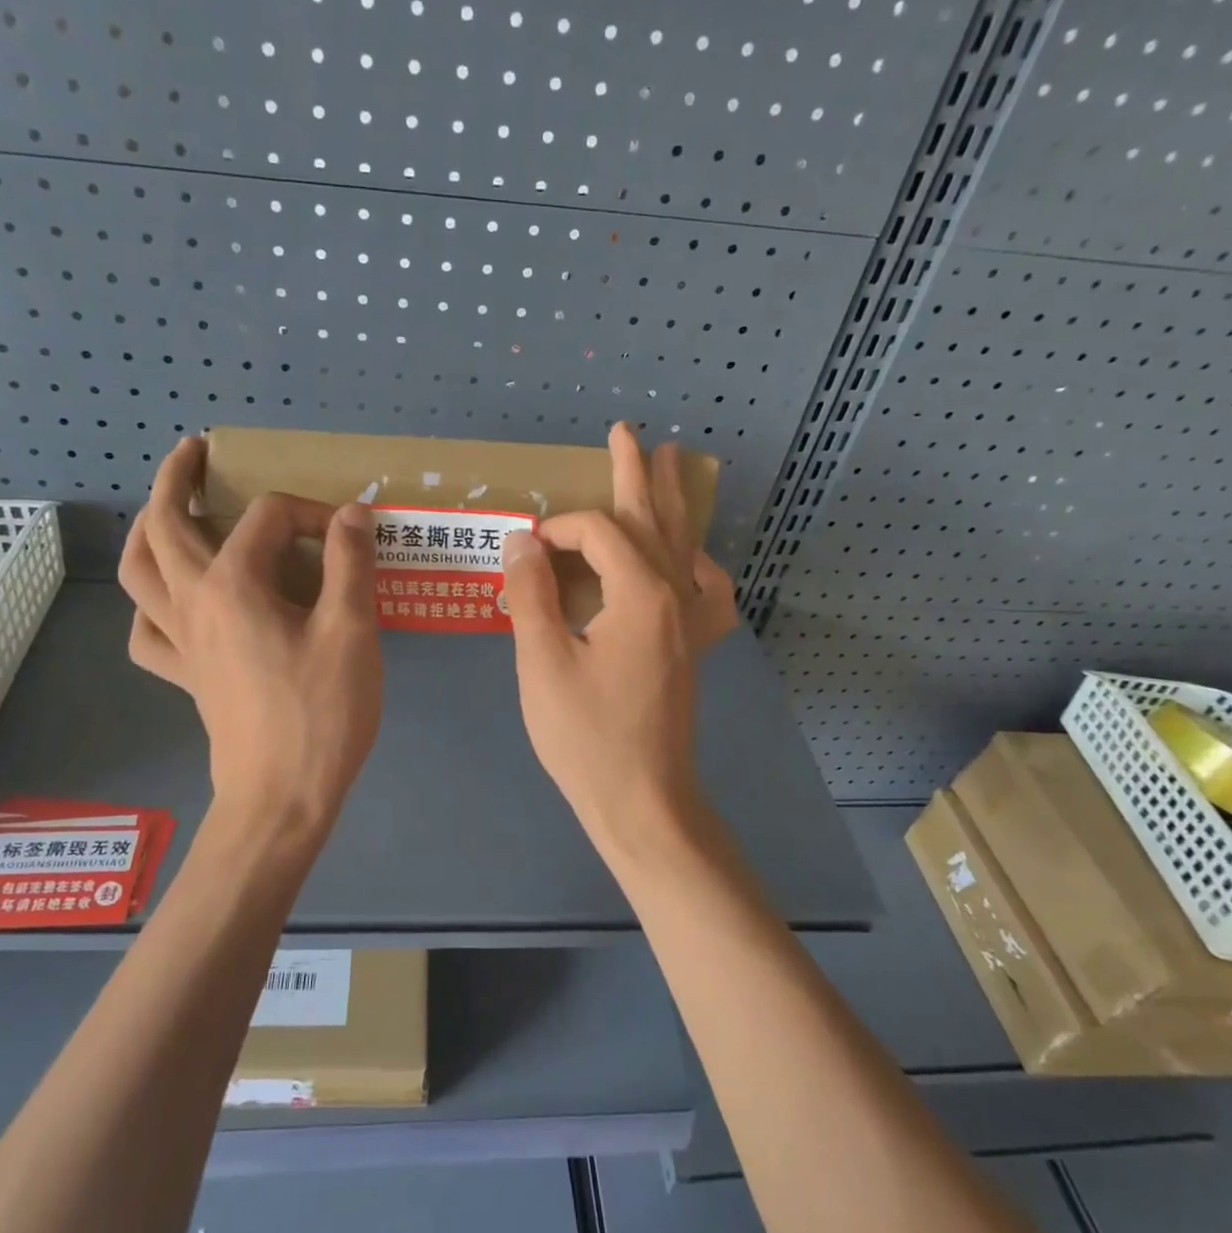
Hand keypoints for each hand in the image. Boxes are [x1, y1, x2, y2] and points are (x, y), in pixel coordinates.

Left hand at [117, 437, 382, 832]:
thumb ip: (350, 564)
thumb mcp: (351, 632)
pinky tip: (171, 603)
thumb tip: (352, 513)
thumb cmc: (321, 713)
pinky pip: (148, 631)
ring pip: (140, 572)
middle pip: (165, 525)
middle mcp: (193, 602)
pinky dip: (151, 606)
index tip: (350, 535)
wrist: (282, 798)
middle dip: (178, 479)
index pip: (268, 517)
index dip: (312, 512)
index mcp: (234, 584)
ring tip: (166, 513)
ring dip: (147, 531)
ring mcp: (181, 641)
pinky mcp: (185, 675)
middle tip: (195, 453)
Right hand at [500, 422, 736, 845]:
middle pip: (654, 519)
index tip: (524, 553)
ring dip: (670, 503)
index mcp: (641, 595)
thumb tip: (522, 542)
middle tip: (626, 431)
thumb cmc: (586, 737)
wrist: (641, 801)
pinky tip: (691, 559)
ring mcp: (691, 623)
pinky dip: (700, 564)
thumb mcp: (542, 664)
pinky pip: (709, 592)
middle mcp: (676, 597)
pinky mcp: (693, 649)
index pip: (597, 532)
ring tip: (670, 464)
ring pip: (684, 545)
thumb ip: (531, 595)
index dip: (556, 529)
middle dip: (634, 472)